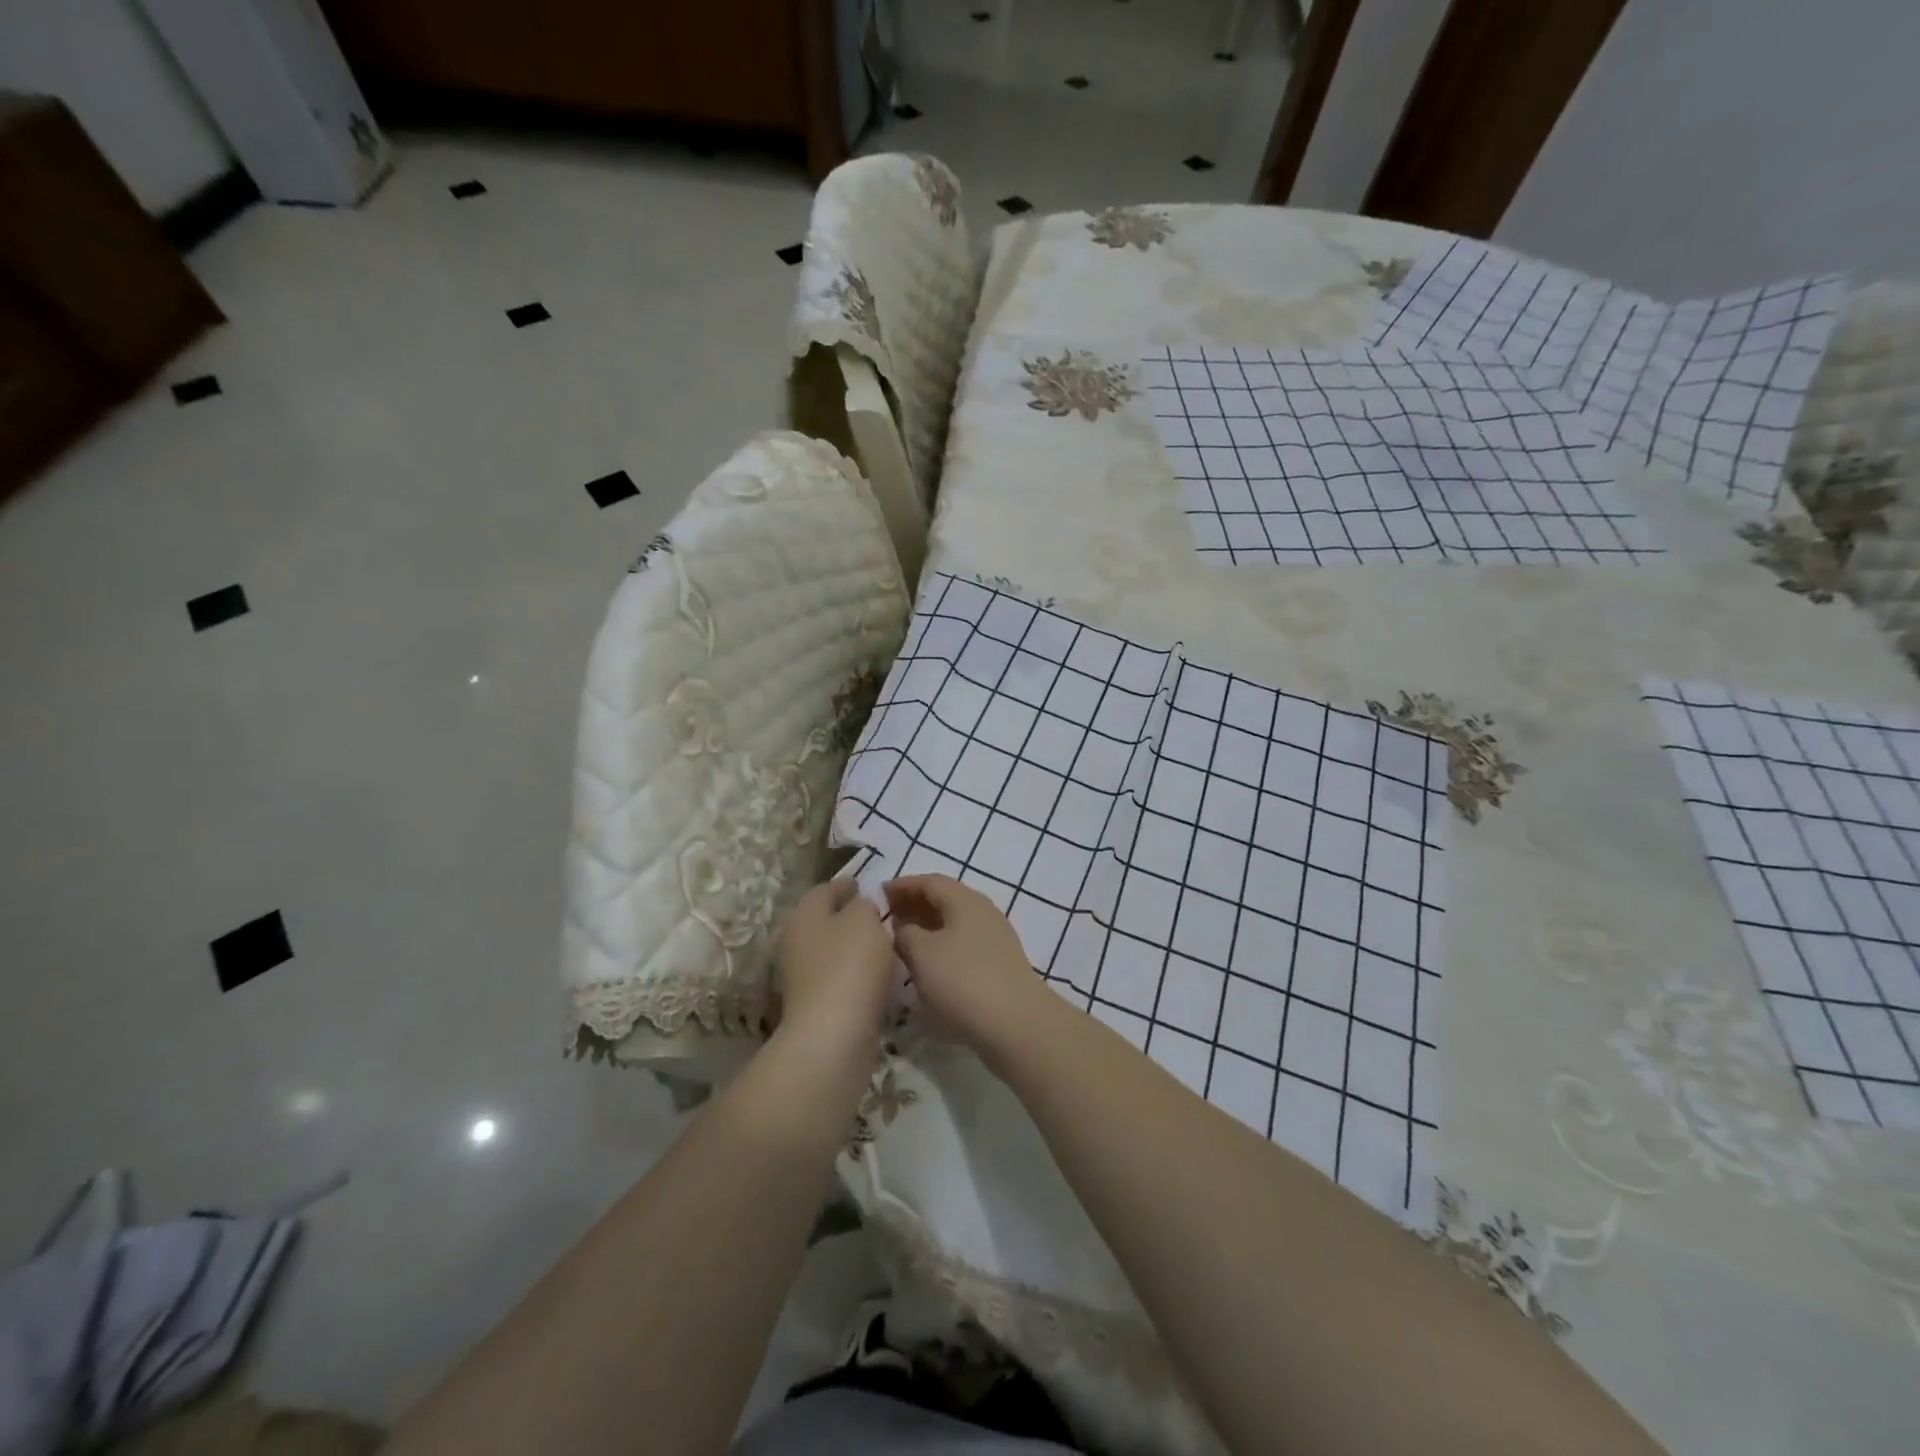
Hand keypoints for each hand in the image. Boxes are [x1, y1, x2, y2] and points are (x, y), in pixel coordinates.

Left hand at [774, 880, 894, 1065]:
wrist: (832, 1036)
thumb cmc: (849, 966)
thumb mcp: (864, 920)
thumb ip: (864, 905)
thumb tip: (860, 907)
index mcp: (803, 914)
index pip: (825, 889)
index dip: (846, 884)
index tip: (866, 885)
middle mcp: (794, 941)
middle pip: (823, 920)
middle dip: (847, 916)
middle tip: (877, 915)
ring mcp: (800, 976)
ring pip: (830, 950)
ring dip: (851, 947)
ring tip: (881, 945)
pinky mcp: (812, 1005)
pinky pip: (836, 978)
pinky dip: (852, 973)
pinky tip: (874, 976)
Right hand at [884, 875, 1046, 1058]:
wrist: (1016, 1023)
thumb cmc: (962, 981)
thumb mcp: (922, 954)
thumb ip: (905, 934)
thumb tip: (904, 928)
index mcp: (965, 900)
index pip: (930, 881)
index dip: (903, 885)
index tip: (879, 893)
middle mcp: (983, 912)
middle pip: (945, 899)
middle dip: (915, 904)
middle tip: (889, 916)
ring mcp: (995, 938)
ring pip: (955, 923)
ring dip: (928, 927)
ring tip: (904, 940)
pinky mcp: (999, 964)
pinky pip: (964, 943)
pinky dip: (942, 945)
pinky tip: (930, 964)